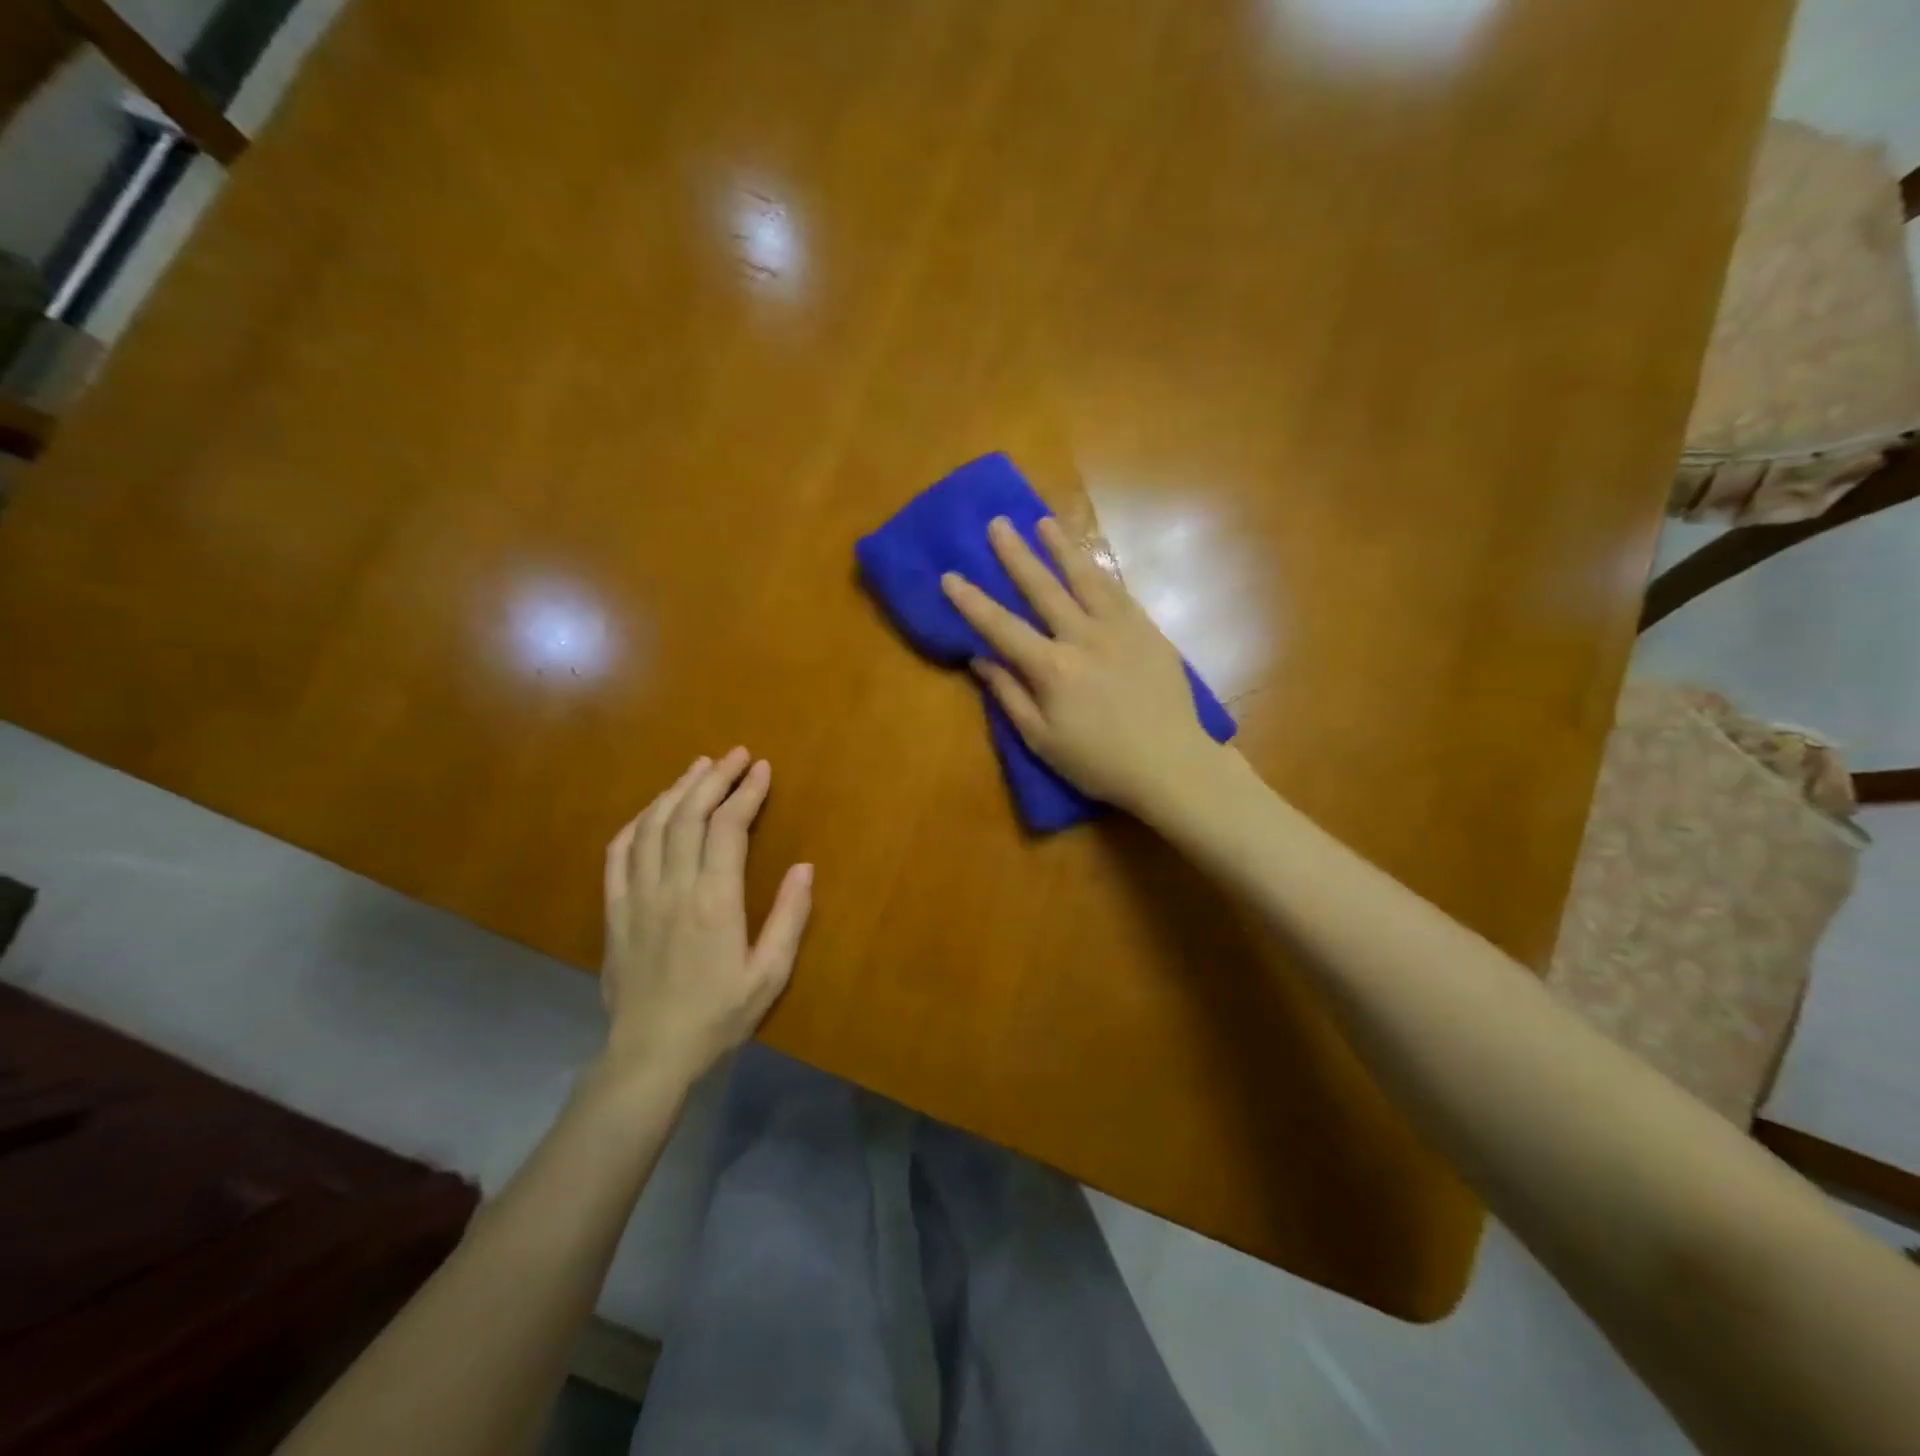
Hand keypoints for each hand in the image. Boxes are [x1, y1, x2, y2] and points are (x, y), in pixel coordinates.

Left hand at [600, 749, 812, 1082]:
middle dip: (714, 778)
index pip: (728, 827)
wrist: (650, 1055)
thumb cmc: (717, 1016)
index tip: (762, 769)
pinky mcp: (614, 910)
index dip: (746, 792)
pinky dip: (636, 823)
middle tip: (736, 755)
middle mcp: (673, 888)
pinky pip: (618, 854)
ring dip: (677, 790)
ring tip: (699, 768)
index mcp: (714, 901)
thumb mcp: (769, 975)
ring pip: (653, 826)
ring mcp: (637, 896)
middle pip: (689, 815)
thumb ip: (789, 918)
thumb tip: (805, 868)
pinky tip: (652, 811)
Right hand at [940, 516, 1229, 821]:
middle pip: (1043, 589)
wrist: (1170, 764)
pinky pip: (1120, 592)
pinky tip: (1089, 558)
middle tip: (997, 524)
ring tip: (1043, 522)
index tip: (949, 576)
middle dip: (1016, 555)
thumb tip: (979, 659)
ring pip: (1086, 578)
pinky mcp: (1148, 631)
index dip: (972, 602)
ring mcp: (1121, 629)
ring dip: (1062, 548)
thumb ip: (1009, 695)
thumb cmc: (1098, 762)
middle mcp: (1084, 637)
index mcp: (1052, 668)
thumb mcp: (1042, 740)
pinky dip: (1100, 571)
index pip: (1002, 627)